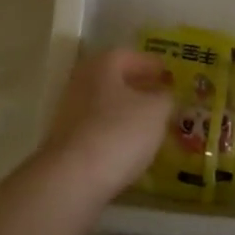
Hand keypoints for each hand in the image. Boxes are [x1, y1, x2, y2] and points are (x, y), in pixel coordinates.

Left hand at [38, 48, 173, 204]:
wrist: (72, 178)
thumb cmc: (119, 132)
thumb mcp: (155, 111)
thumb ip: (164, 98)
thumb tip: (164, 94)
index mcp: (102, 65)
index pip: (129, 55)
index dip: (150, 63)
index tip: (168, 74)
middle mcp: (81, 82)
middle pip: (113, 80)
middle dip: (137, 87)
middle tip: (161, 97)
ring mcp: (69, 113)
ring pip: (104, 105)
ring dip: (126, 111)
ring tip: (150, 124)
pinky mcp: (66, 142)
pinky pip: (97, 129)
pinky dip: (114, 132)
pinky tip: (130, 147)